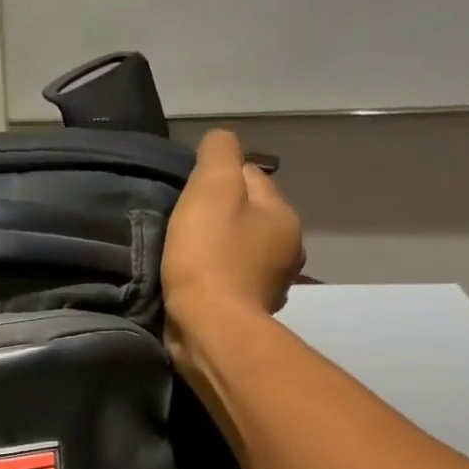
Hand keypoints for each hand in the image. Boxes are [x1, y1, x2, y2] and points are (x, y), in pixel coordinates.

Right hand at [162, 128, 304, 330]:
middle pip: (246, 216)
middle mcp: (287, 249)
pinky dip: (214, 279)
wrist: (210, 330)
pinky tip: (193, 284)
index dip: (215, 180)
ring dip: (216, 251)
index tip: (187, 197)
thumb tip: (220, 139)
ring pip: (239, 250)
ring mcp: (271, 285)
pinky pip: (231, 282)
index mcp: (283, 215)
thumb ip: (219, 154)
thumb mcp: (211, 189)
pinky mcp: (250, 313)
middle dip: (218, 217)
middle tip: (181, 227)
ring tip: (183, 257)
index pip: (250, 176)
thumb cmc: (209, 257)